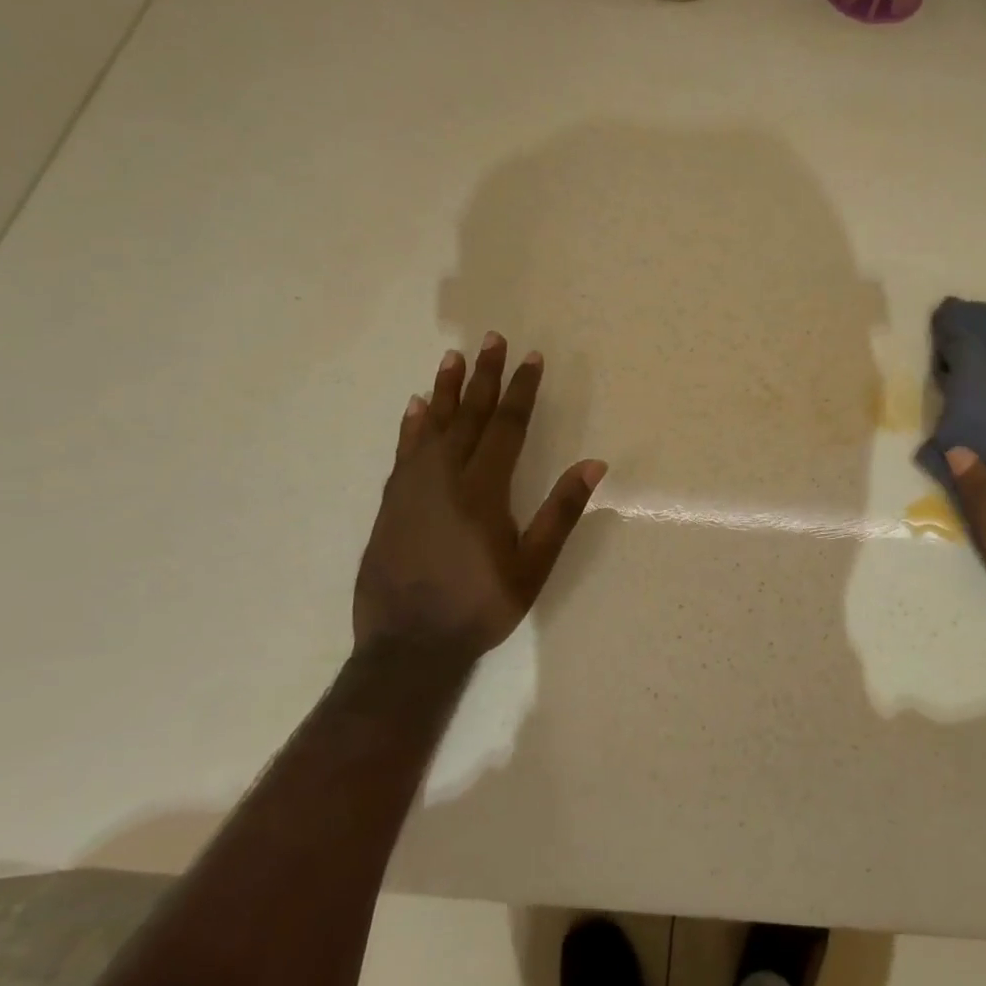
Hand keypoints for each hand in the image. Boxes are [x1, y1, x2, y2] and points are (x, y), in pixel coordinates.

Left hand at [354, 335, 605, 660]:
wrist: (407, 645)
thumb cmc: (479, 606)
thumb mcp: (532, 566)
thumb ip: (561, 512)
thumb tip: (593, 464)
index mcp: (483, 489)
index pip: (507, 426)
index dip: (520, 390)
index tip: (530, 358)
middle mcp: (445, 477)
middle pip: (469, 416)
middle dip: (485, 376)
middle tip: (492, 340)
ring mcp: (413, 487)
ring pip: (433, 425)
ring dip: (447, 389)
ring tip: (453, 357)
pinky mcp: (392, 502)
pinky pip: (405, 450)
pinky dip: (413, 424)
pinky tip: (417, 406)